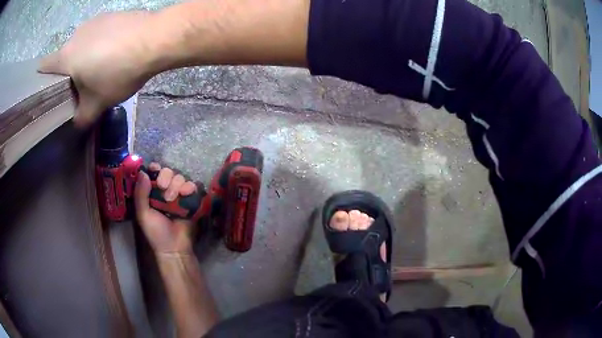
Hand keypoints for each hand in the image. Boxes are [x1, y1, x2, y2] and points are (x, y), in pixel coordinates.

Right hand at [38, 11, 157, 127]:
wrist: (155, 39)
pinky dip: (99, 44)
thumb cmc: (118, 72)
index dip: (42, 80)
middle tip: (80, 87)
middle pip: (64, 57)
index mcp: (65, 56)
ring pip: (81, 44)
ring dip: (85, 57)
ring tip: (100, 69)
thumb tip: (75, 124)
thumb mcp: (97, 104)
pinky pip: (97, 33)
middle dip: (68, 73)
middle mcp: (75, 34)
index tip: (47, 90)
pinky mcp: (110, 14)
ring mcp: (94, 21)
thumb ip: (81, 118)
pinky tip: (114, 52)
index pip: (44, 68)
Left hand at [134, 163, 197, 254]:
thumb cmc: (156, 232)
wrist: (175, 247)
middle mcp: (165, 190)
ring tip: (173, 199)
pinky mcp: (192, 200)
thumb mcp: (143, 214)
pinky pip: (193, 185)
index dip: (155, 168)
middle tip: (163, 188)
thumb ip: (141, 194)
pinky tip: (186, 194)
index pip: (154, 172)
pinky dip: (190, 187)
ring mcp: (179, 195)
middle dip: (166, 177)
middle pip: (168, 171)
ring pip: (180, 177)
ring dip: (177, 184)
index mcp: (152, 192)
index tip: (155, 170)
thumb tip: (143, 172)